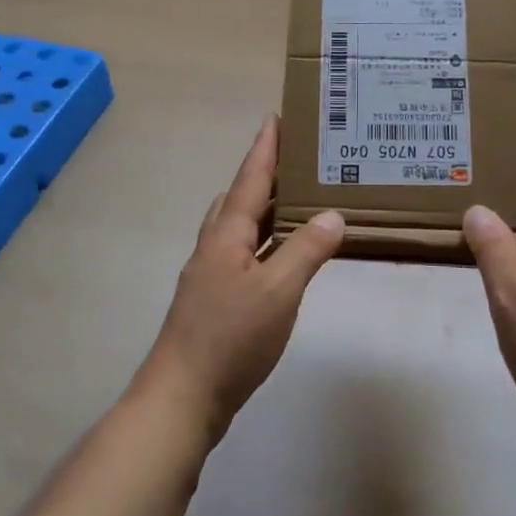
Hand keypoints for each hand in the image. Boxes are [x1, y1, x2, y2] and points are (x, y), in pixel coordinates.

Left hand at [138, 117, 344, 443]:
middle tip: (297, 160)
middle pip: (239, 198)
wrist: (182, 397)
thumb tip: (332, 214)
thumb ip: (306, 251)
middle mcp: (215, 247)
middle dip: (265, 175)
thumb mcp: (278, 292)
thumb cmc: (230, 338)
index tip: (275, 117)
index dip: (265, 149)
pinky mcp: (215, 300)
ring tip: (297, 201)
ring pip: (239, 227)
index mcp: (226, 235)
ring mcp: (211, 275)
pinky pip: (243, 253)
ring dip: (264, 208)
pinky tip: (283, 257)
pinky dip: (264, 241)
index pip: (250, 180)